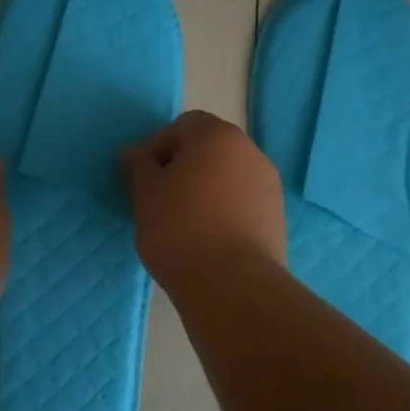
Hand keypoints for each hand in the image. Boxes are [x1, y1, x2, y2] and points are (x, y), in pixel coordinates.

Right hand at [120, 111, 285, 289]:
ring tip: (182, 222)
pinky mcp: (277, 217)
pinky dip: (223, 211)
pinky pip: (242, 202)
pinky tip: (206, 239)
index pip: (183, 125)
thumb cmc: (180, 229)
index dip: (158, 146)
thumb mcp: (145, 194)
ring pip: (226, 176)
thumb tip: (133, 153)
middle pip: (208, 148)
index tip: (142, 177)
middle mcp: (251, 152)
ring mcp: (269, 185)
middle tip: (158, 198)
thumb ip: (138, 165)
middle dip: (181, 167)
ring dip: (204, 189)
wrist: (233, 285)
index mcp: (218, 136)